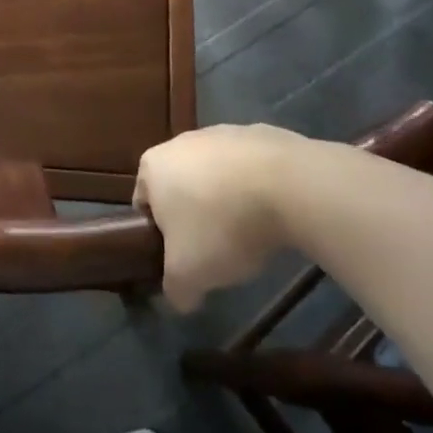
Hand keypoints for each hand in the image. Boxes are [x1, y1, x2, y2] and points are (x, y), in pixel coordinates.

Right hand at [134, 125, 307, 311]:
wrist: (288, 185)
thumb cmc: (221, 225)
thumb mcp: (189, 273)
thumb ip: (175, 289)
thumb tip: (181, 299)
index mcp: (152, 166)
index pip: (144, 204)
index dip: (159, 236)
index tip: (181, 258)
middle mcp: (181, 142)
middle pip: (180, 187)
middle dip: (195, 217)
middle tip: (215, 249)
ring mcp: (222, 133)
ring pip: (217, 176)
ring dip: (227, 201)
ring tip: (251, 233)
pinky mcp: (260, 133)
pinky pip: (251, 169)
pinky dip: (257, 189)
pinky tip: (274, 213)